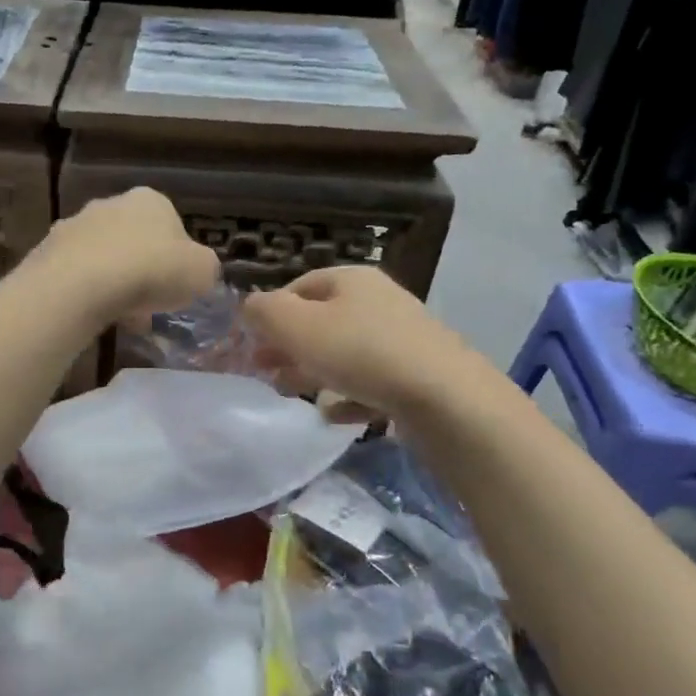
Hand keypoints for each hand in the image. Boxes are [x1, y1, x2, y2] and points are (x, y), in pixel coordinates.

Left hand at [31, 188, 219, 325]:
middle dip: (142, 269)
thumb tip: (199, 272)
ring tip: (121, 315)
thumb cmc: (153, 270)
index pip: (172, 226)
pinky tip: (94, 314)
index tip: (176, 286)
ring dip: (113, 281)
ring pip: (103, 256)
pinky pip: (76, 274)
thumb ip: (206, 269)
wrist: (82, 283)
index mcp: (152, 201)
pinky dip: (87, 291)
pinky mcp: (47, 250)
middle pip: (134, 239)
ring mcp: (75, 224)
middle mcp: (111, 203)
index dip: (177, 259)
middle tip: (149, 302)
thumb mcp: (203, 272)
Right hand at [243, 266, 473, 420]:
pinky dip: (348, 397)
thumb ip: (264, 312)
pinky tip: (332, 415)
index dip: (270, 313)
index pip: (299, 286)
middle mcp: (379, 302)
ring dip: (312, 372)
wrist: (446, 399)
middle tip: (263, 371)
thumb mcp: (297, 326)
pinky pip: (371, 384)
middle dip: (287, 346)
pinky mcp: (417, 377)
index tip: (251, 343)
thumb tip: (249, 307)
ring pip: (344, 353)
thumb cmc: (361, 353)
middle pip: (321, 321)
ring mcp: (402, 340)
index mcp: (352, 280)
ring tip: (289, 394)